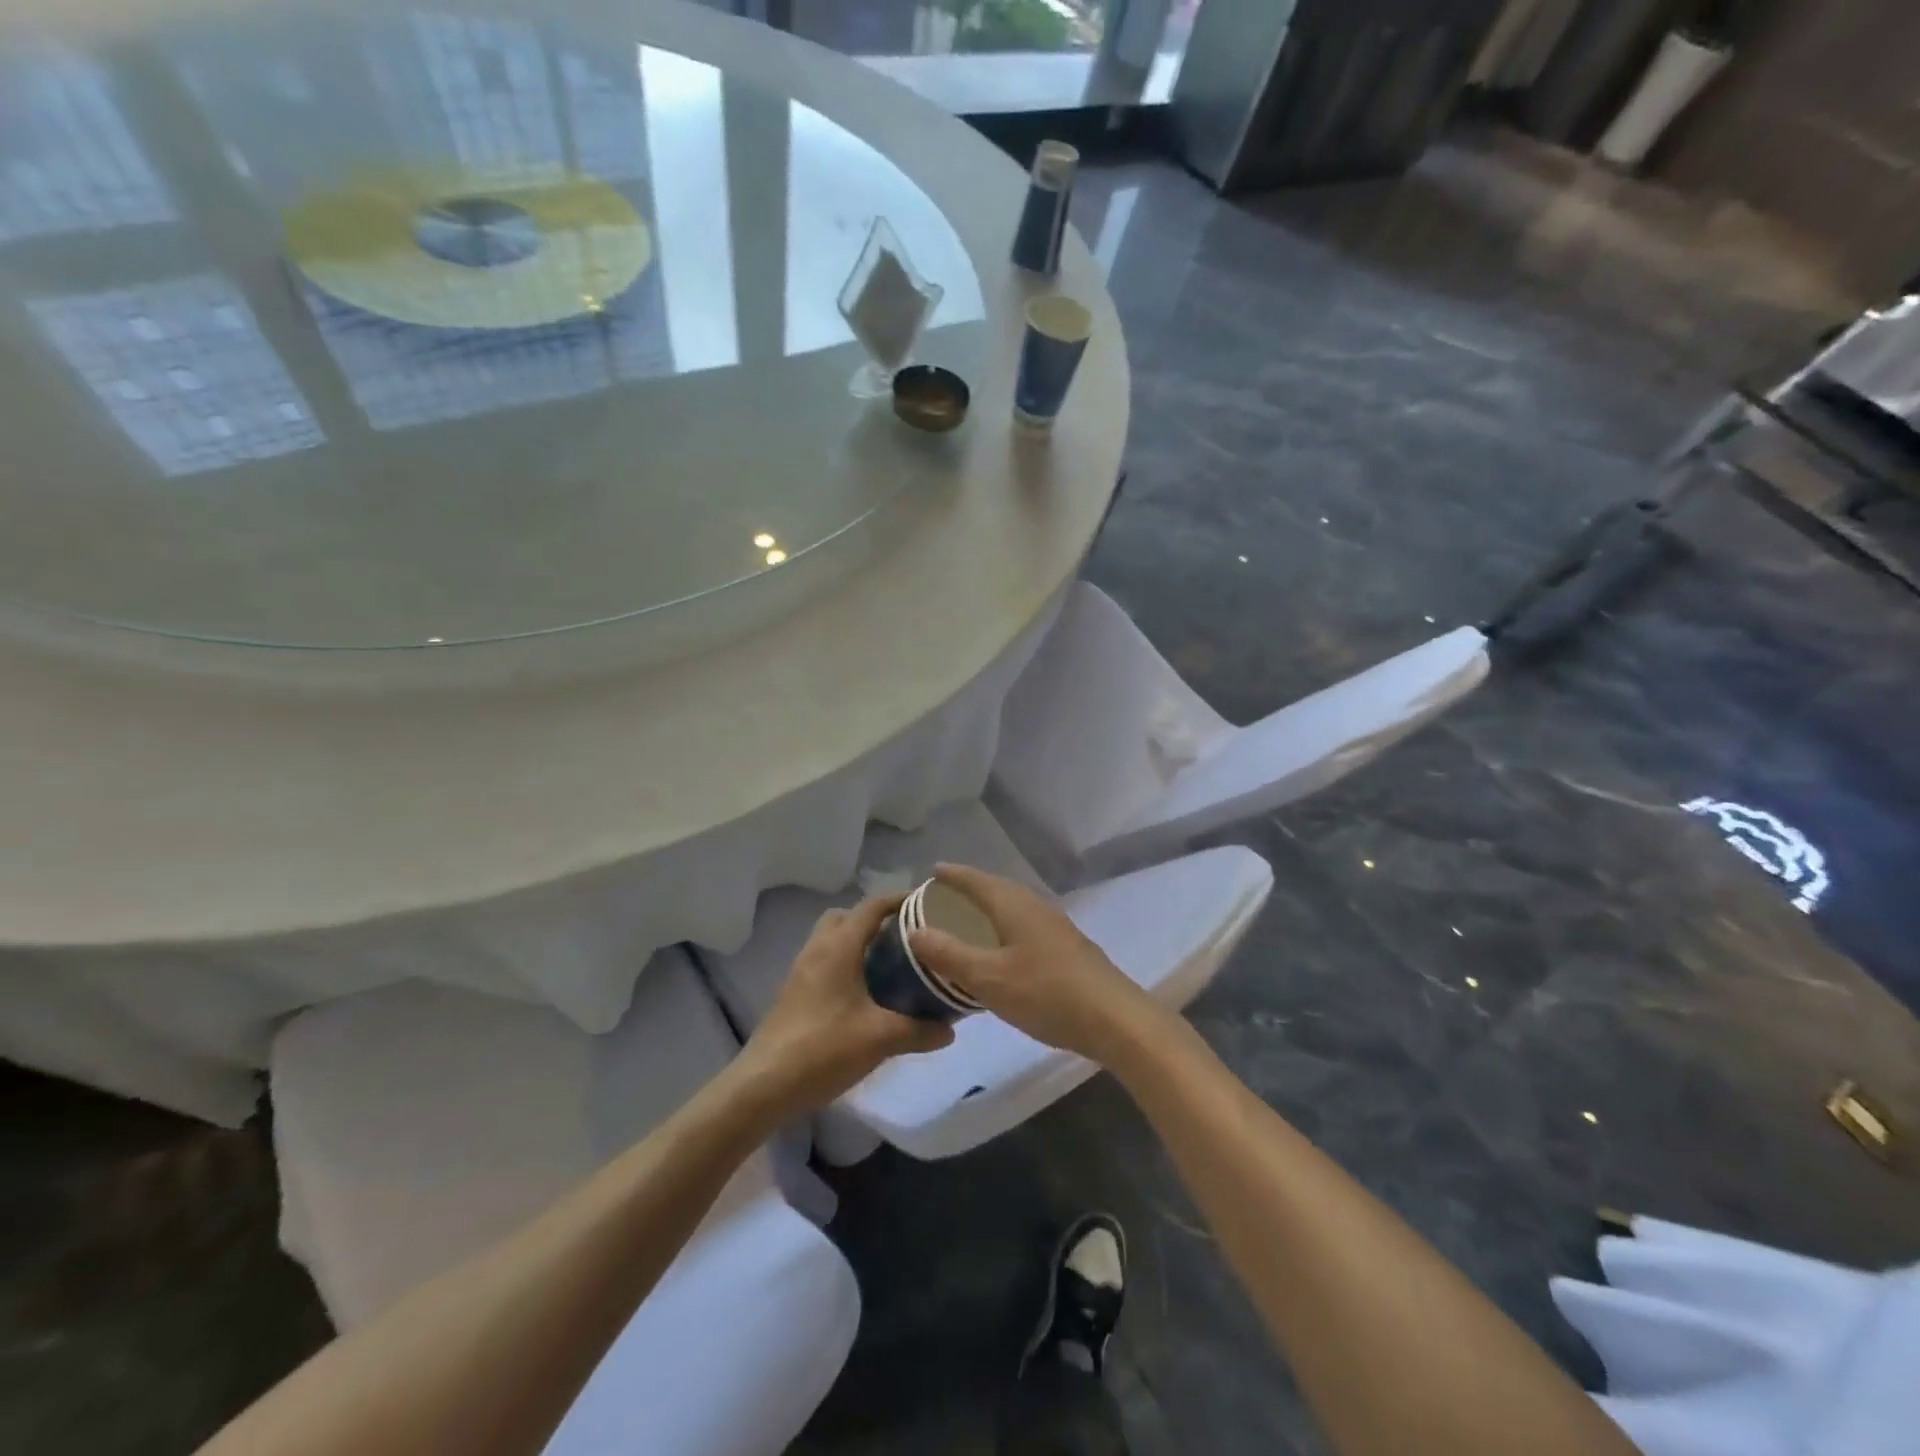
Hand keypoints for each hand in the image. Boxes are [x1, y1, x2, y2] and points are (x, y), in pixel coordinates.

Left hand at [736, 893, 953, 1112]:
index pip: (872, 906)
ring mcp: (801, 971)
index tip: (927, 903)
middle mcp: (817, 949)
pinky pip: (825, 962)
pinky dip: (846, 965)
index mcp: (838, 946)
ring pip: (833, 940)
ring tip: (891, 965)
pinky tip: (865, 995)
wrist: (763, 1085)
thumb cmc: (823, 1048)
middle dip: (876, 920)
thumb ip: (919, 1030)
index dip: (899, 899)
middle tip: (906, 937)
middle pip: (847, 917)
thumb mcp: (880, 1038)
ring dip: (859, 943)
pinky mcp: (794, 993)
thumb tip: (950, 1029)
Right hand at [907, 864, 1164, 1062]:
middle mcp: (1035, 906)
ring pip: (1012, 908)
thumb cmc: (1046, 993)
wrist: (1114, 1019)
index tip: (931, 871)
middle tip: (942, 899)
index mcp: (1013, 904)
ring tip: (966, 923)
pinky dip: (1003, 929)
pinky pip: (1023, 926)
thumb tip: (915, 931)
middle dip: (969, 890)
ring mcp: (1054, 926)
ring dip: (988, 910)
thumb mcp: (988, 978)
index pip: (976, 879)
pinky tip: (1000, 952)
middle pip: (996, 889)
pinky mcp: (1066, 948)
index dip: (952, 875)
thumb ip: (949, 954)